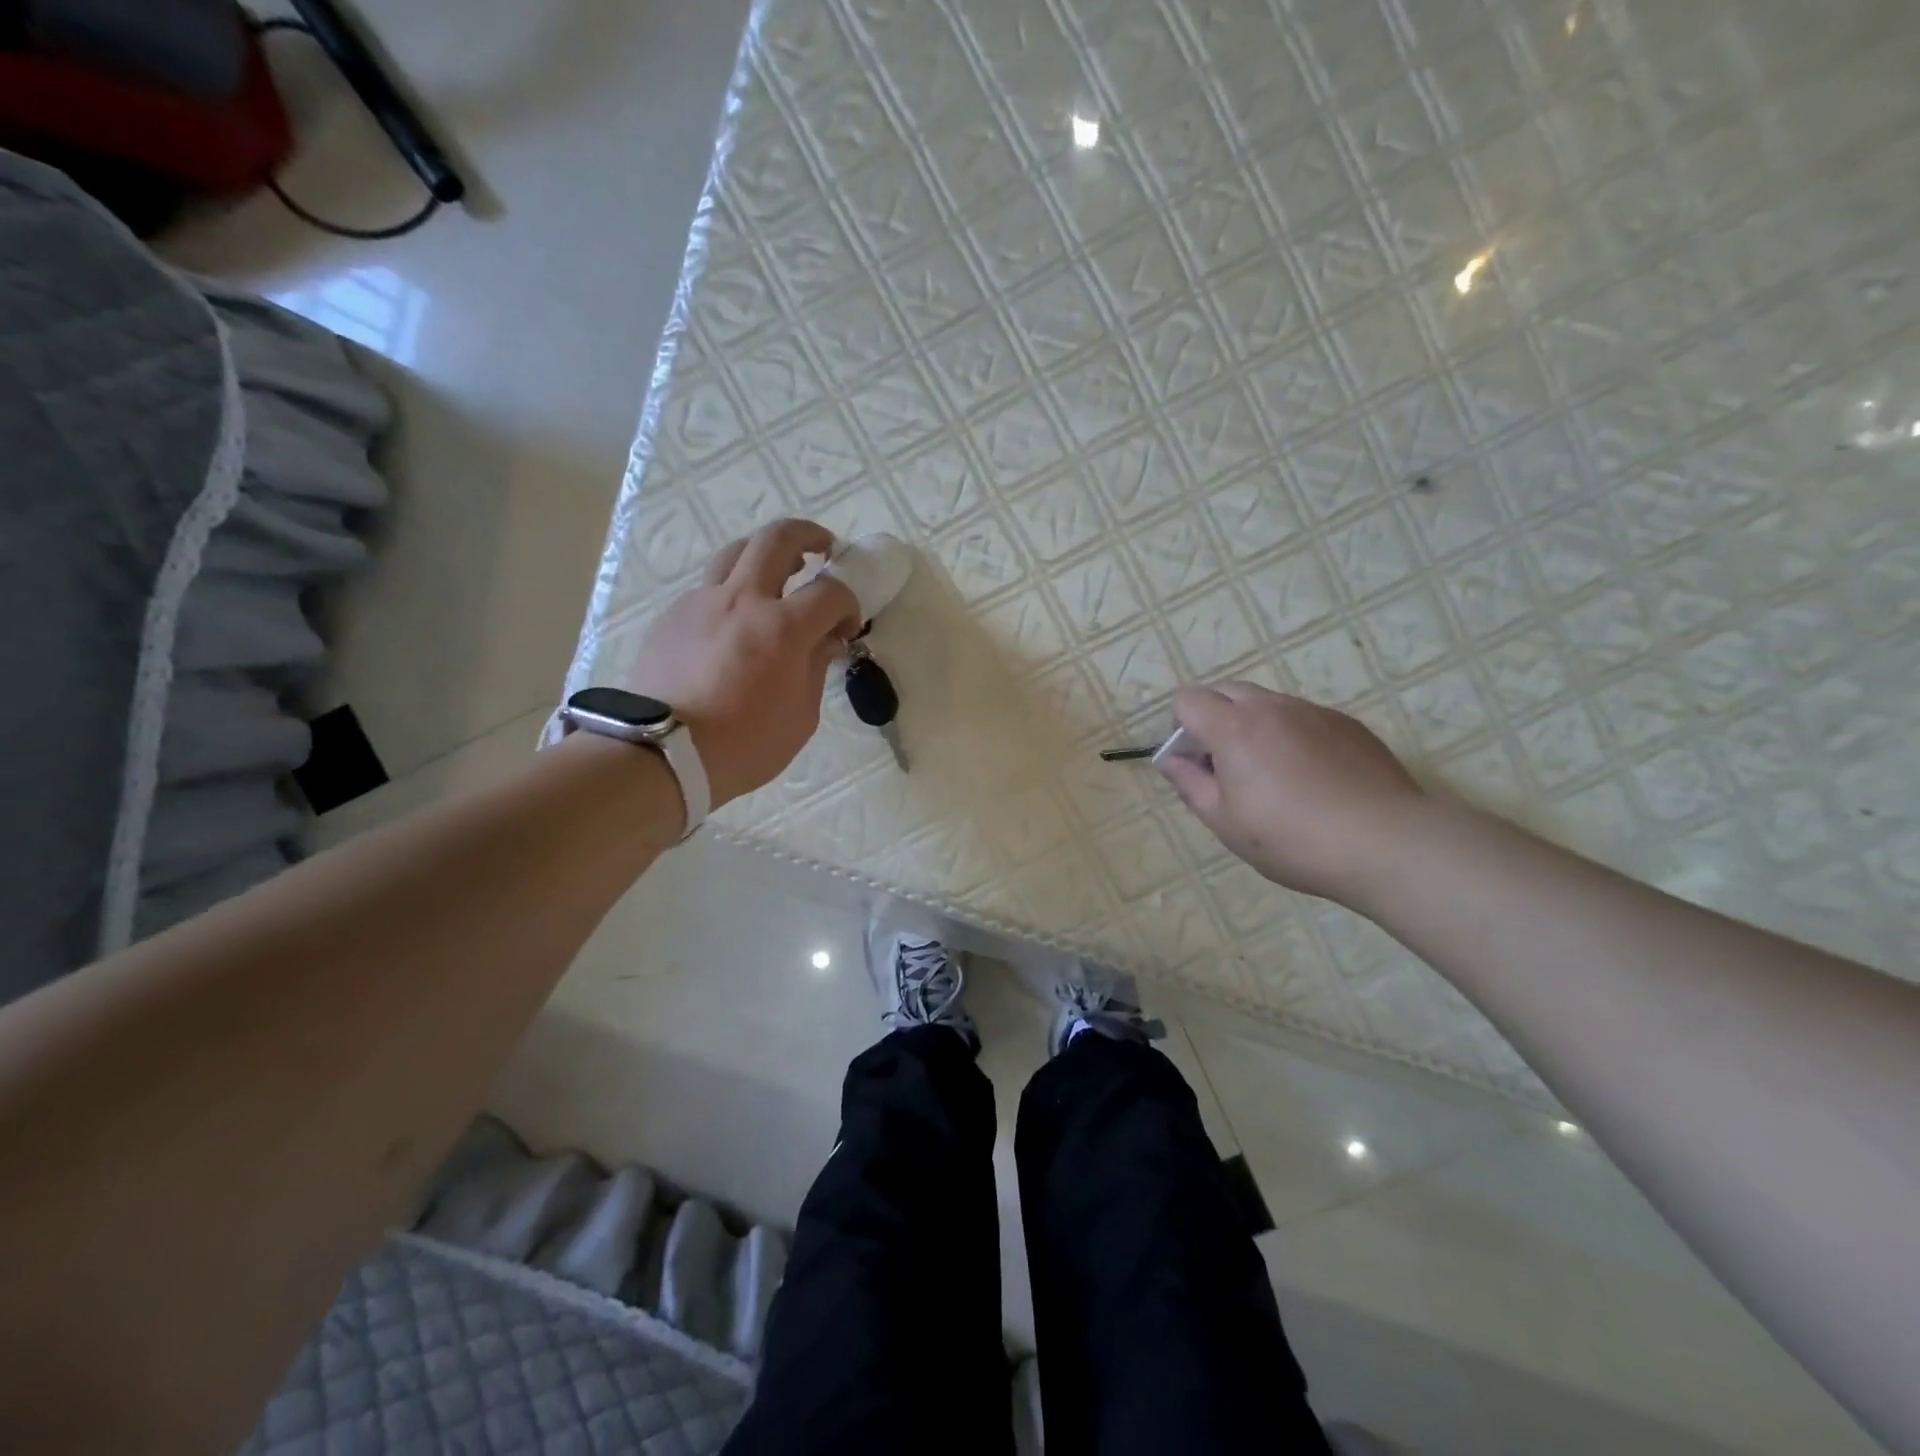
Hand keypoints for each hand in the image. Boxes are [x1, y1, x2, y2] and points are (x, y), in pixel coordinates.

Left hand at [625, 519, 860, 808]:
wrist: (663, 754)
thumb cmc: (744, 744)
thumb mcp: (801, 717)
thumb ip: (816, 668)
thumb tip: (825, 640)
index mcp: (782, 628)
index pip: (830, 592)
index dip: (848, 604)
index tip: (847, 626)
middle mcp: (743, 600)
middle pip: (777, 538)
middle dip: (809, 536)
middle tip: (824, 550)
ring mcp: (702, 602)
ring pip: (736, 551)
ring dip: (765, 553)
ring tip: (778, 572)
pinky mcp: (674, 615)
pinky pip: (709, 587)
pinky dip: (732, 591)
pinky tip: (734, 621)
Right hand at [1159, 681, 1426, 907]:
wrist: (1386, 842)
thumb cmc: (1292, 838)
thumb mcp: (1225, 822)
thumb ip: (1189, 783)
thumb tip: (1171, 760)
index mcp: (1233, 728)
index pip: (1187, 699)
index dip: (1180, 727)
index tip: (1195, 762)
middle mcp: (1271, 707)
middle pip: (1225, 691)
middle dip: (1213, 718)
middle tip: (1226, 766)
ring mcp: (1313, 711)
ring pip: (1266, 702)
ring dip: (1253, 726)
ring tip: (1273, 776)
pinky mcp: (1346, 723)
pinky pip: (1302, 716)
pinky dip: (1290, 735)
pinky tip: (1311, 779)